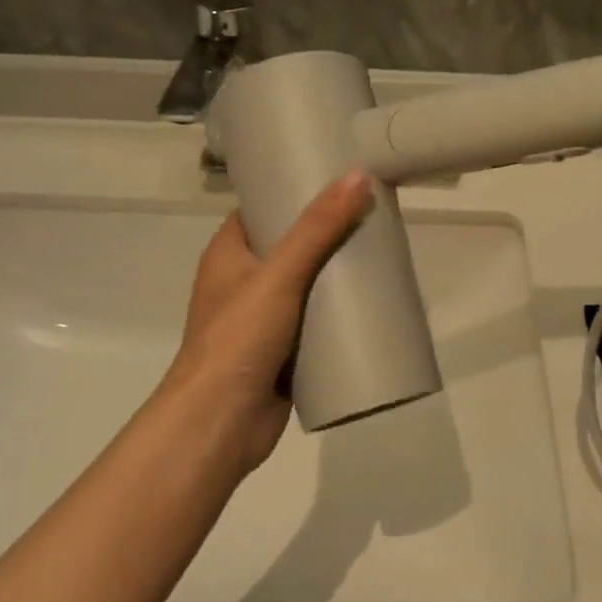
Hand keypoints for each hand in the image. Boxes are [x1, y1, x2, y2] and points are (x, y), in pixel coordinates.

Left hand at [157, 170, 374, 475]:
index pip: (263, 206)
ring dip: (338, 272)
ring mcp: (263, 318)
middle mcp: (243, 281)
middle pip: (292, 244)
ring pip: (308, 283)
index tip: (338, 177)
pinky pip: (317, 320)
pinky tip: (374, 301)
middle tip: (373, 212)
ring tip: (382, 249)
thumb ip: (318, 227)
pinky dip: (340, 311)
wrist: (219, 426)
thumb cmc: (239, 339)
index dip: (295, 190)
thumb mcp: (280, 273)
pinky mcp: (283, 351)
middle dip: (329, 231)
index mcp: (229, 253)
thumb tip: (358, 175)